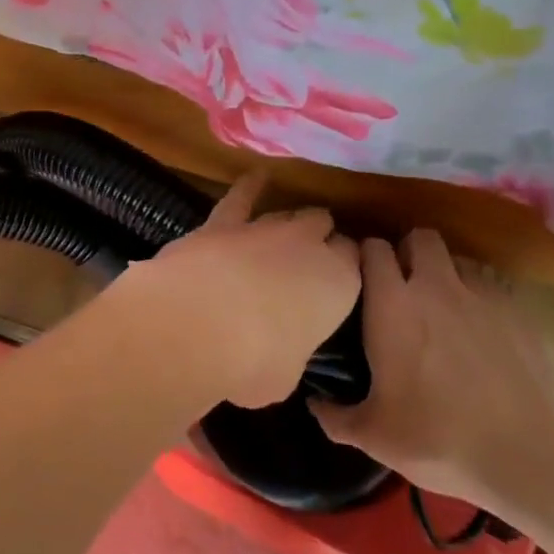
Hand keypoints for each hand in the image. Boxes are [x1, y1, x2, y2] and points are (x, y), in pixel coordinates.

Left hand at [113, 171, 360, 408]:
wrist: (199, 324)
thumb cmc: (254, 363)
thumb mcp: (286, 376)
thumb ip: (290, 354)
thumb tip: (278, 355)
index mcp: (339, 284)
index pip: (354, 261)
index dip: (344, 268)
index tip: (335, 281)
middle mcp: (308, 246)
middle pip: (324, 228)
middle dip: (319, 239)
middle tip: (307, 260)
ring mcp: (265, 228)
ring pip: (289, 213)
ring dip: (289, 223)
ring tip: (287, 231)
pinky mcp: (223, 222)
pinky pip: (242, 197)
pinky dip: (250, 187)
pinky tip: (256, 177)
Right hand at [310, 229, 553, 521]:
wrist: (533, 453)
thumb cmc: (440, 439)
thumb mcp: (376, 437)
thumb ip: (337, 416)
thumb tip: (315, 405)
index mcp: (392, 305)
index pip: (372, 249)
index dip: (364, 256)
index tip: (359, 276)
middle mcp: (435, 286)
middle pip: (419, 237)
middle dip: (408, 252)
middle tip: (402, 285)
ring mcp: (482, 293)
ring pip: (457, 258)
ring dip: (445, 272)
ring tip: (444, 305)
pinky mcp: (519, 309)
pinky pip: (490, 284)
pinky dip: (479, 296)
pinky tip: (481, 328)